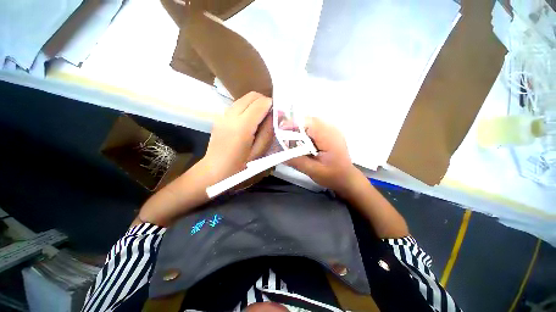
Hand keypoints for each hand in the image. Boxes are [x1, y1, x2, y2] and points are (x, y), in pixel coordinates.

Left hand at [201, 92, 273, 183]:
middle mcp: (231, 115)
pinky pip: (237, 105)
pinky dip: (247, 107)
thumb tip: (273, 116)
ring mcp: (224, 115)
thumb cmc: (239, 167)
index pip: (261, 103)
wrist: (213, 171)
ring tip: (261, 118)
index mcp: (242, 126)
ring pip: (244, 99)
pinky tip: (249, 121)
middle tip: (271, 114)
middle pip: (251, 96)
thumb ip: (267, 132)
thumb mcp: (258, 153)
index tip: (278, 113)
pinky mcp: (220, 118)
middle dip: (264, 101)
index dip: (272, 105)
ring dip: (255, 104)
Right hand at [287, 117, 360, 195]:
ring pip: (312, 122)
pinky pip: (315, 127)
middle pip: (309, 120)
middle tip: (283, 135)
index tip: (280, 130)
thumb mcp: (313, 171)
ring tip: (290, 138)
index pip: (309, 123)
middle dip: (295, 126)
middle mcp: (332, 129)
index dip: (293, 124)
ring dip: (300, 128)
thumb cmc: (332, 175)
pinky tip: (301, 141)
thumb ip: (297, 161)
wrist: (347, 178)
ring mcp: (332, 130)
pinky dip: (305, 131)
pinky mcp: (330, 133)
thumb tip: (280, 154)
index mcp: (329, 137)